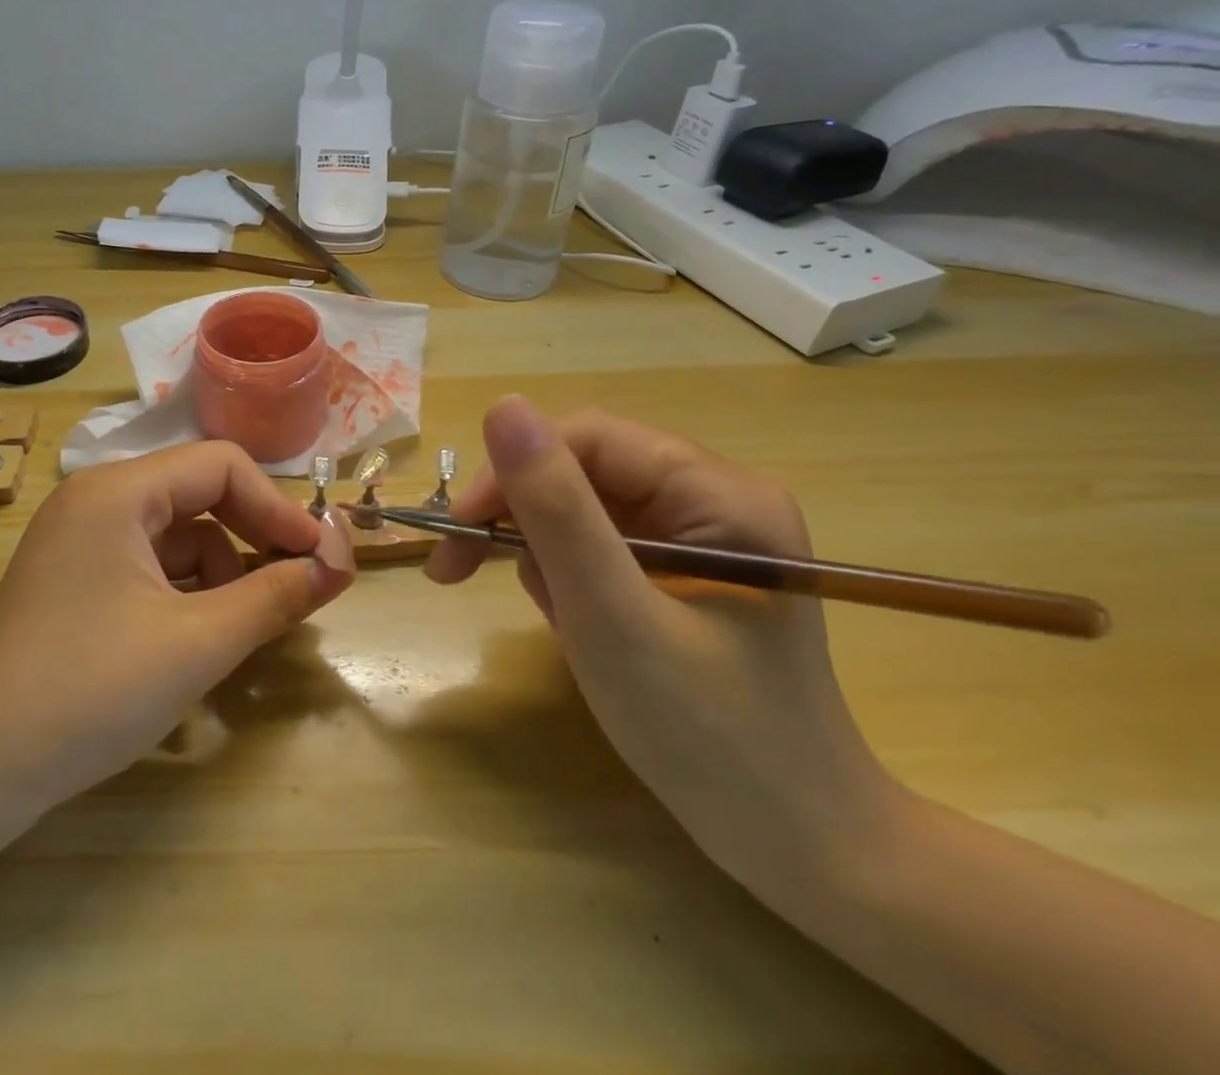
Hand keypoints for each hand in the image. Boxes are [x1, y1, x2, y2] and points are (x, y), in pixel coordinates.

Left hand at [0, 443, 355, 821]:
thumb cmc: (90, 692)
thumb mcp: (197, 643)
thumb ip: (276, 596)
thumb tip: (341, 563)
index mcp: (118, 491)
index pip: (222, 465)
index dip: (278, 507)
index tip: (320, 558)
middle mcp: (96, 499)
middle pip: (200, 495)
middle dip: (252, 539)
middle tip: (296, 589)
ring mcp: (81, 539)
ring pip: (178, 535)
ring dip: (220, 574)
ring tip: (235, 632)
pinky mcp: (77, 578)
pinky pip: (151, 566)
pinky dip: (185, 594)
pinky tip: (193, 641)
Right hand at [428, 396, 896, 884]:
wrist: (793, 844)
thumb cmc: (706, 734)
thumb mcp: (613, 616)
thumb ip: (556, 508)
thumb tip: (502, 405)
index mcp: (721, 493)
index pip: (588, 439)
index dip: (513, 473)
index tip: (458, 533)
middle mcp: (715, 498)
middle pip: (583, 471)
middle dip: (523, 522)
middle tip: (458, 571)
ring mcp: (701, 535)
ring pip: (581, 509)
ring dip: (545, 558)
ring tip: (560, 623)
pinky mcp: (683, 570)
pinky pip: (598, 546)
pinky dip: (567, 581)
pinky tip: (579, 627)